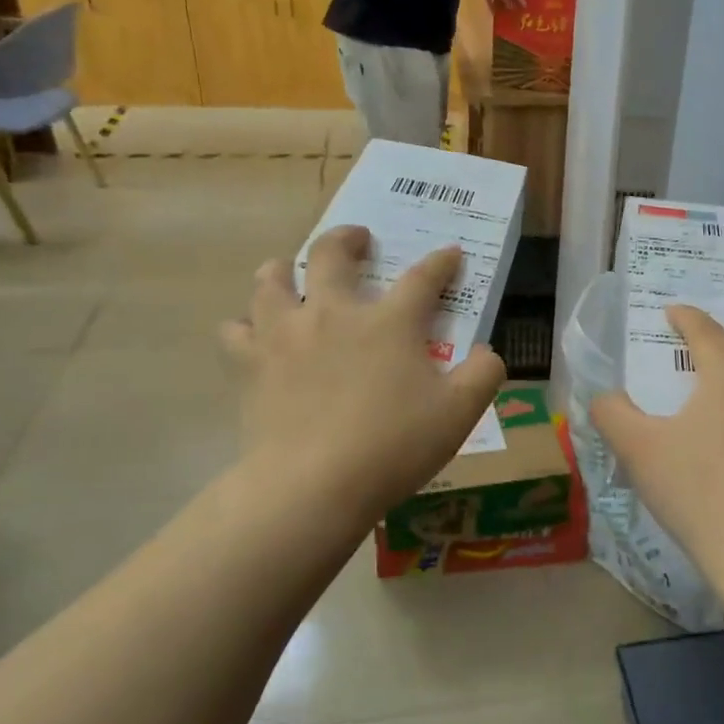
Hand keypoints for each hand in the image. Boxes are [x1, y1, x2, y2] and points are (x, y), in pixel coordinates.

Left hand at [224, 226, 505, 538]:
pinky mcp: (252, 364)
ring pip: (272, 279)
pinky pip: (237, 330)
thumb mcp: (459, 414)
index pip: (423, 277)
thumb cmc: (393, 445)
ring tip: (290, 272)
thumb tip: (486, 352)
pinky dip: (246, 325)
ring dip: (284, 269)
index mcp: (389, 322)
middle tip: (358, 240)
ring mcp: (286, 334)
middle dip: (348, 238)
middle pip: (333, 254)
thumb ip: (482, 375)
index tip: (450, 254)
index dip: (441, 262)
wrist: (313, 485)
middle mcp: (334, 313)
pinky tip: (254, 333)